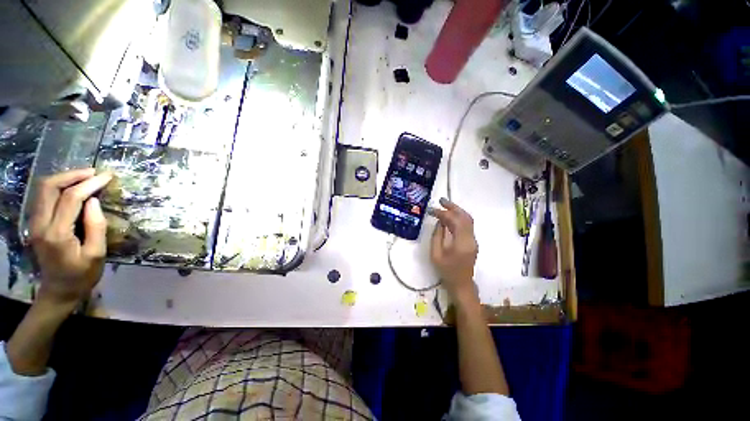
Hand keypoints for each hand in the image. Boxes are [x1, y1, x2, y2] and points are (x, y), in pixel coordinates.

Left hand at [28, 168, 111, 309]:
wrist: (59, 290)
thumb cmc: (82, 274)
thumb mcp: (97, 253)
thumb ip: (96, 226)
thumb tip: (94, 200)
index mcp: (57, 233)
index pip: (71, 199)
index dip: (89, 184)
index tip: (107, 176)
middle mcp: (40, 224)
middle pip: (49, 187)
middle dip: (72, 175)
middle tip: (94, 173)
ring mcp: (34, 223)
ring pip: (43, 188)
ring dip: (64, 178)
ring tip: (85, 177)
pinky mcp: (35, 223)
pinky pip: (43, 196)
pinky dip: (58, 186)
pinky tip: (72, 187)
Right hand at [430, 198, 478, 306]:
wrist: (461, 284)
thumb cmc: (446, 271)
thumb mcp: (436, 254)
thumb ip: (437, 236)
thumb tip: (439, 221)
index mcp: (461, 243)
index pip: (455, 221)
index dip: (443, 213)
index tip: (432, 210)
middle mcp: (471, 239)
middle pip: (465, 217)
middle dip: (453, 207)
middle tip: (441, 200)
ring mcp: (474, 240)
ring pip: (468, 220)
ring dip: (457, 211)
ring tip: (445, 205)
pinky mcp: (472, 241)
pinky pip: (467, 225)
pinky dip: (459, 217)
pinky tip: (450, 216)